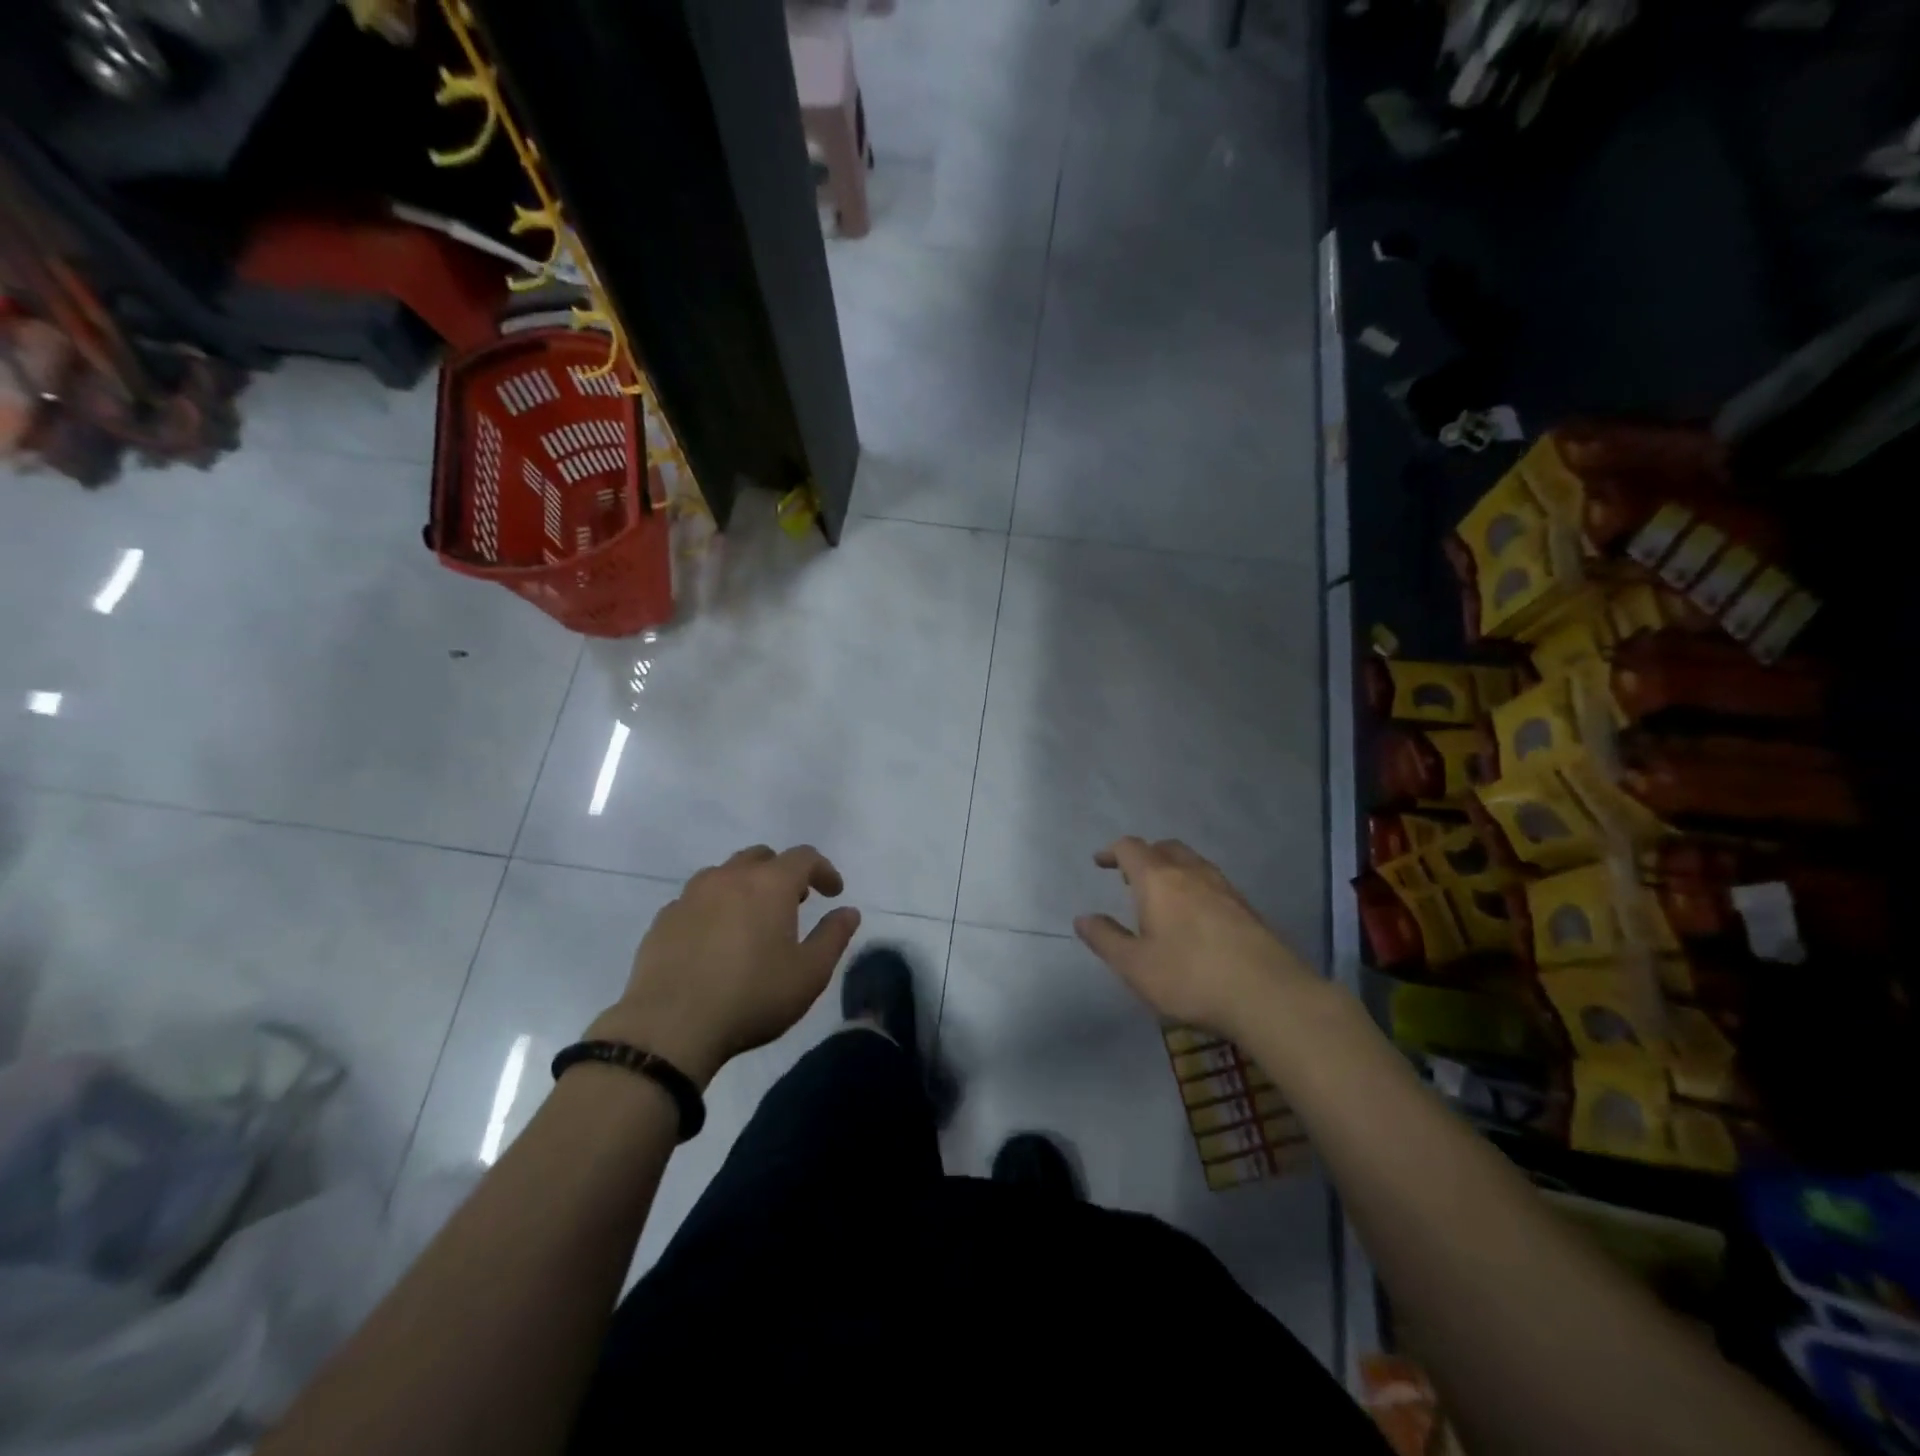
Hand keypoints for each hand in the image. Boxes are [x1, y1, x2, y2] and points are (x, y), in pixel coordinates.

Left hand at [587, 845, 860, 1087]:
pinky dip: (714, 908)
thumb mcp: (809, 974)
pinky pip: (696, 900)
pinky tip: (715, 940)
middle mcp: (729, 877)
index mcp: (770, 884)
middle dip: (783, 873)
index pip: (804, 857)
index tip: (833, 893)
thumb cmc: (752, 997)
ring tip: (753, 919)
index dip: (824, 870)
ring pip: (725, 874)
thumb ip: (834, 936)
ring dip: (746, 886)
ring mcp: (691, 895)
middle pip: (761, 857)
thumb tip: (848, 911)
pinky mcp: (664, 919)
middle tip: (794, 902)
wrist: (669, 1028)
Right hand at [1074, 837, 1315, 1037]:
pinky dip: (1195, 888)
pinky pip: (1213, 884)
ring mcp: (1225, 888)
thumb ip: (1106, 939)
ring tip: (1162, 896)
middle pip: (1165, 848)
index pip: (1131, 848)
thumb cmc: (1190, 977)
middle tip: (1130, 877)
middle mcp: (1192, 873)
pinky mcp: (1248, 909)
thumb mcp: (1135, 966)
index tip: (1100, 862)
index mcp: (1158, 880)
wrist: (1269, 995)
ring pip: (1193, 863)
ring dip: (1172, 870)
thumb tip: (1083, 918)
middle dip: (1144, 856)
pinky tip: (1196, 918)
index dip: (1112, 851)